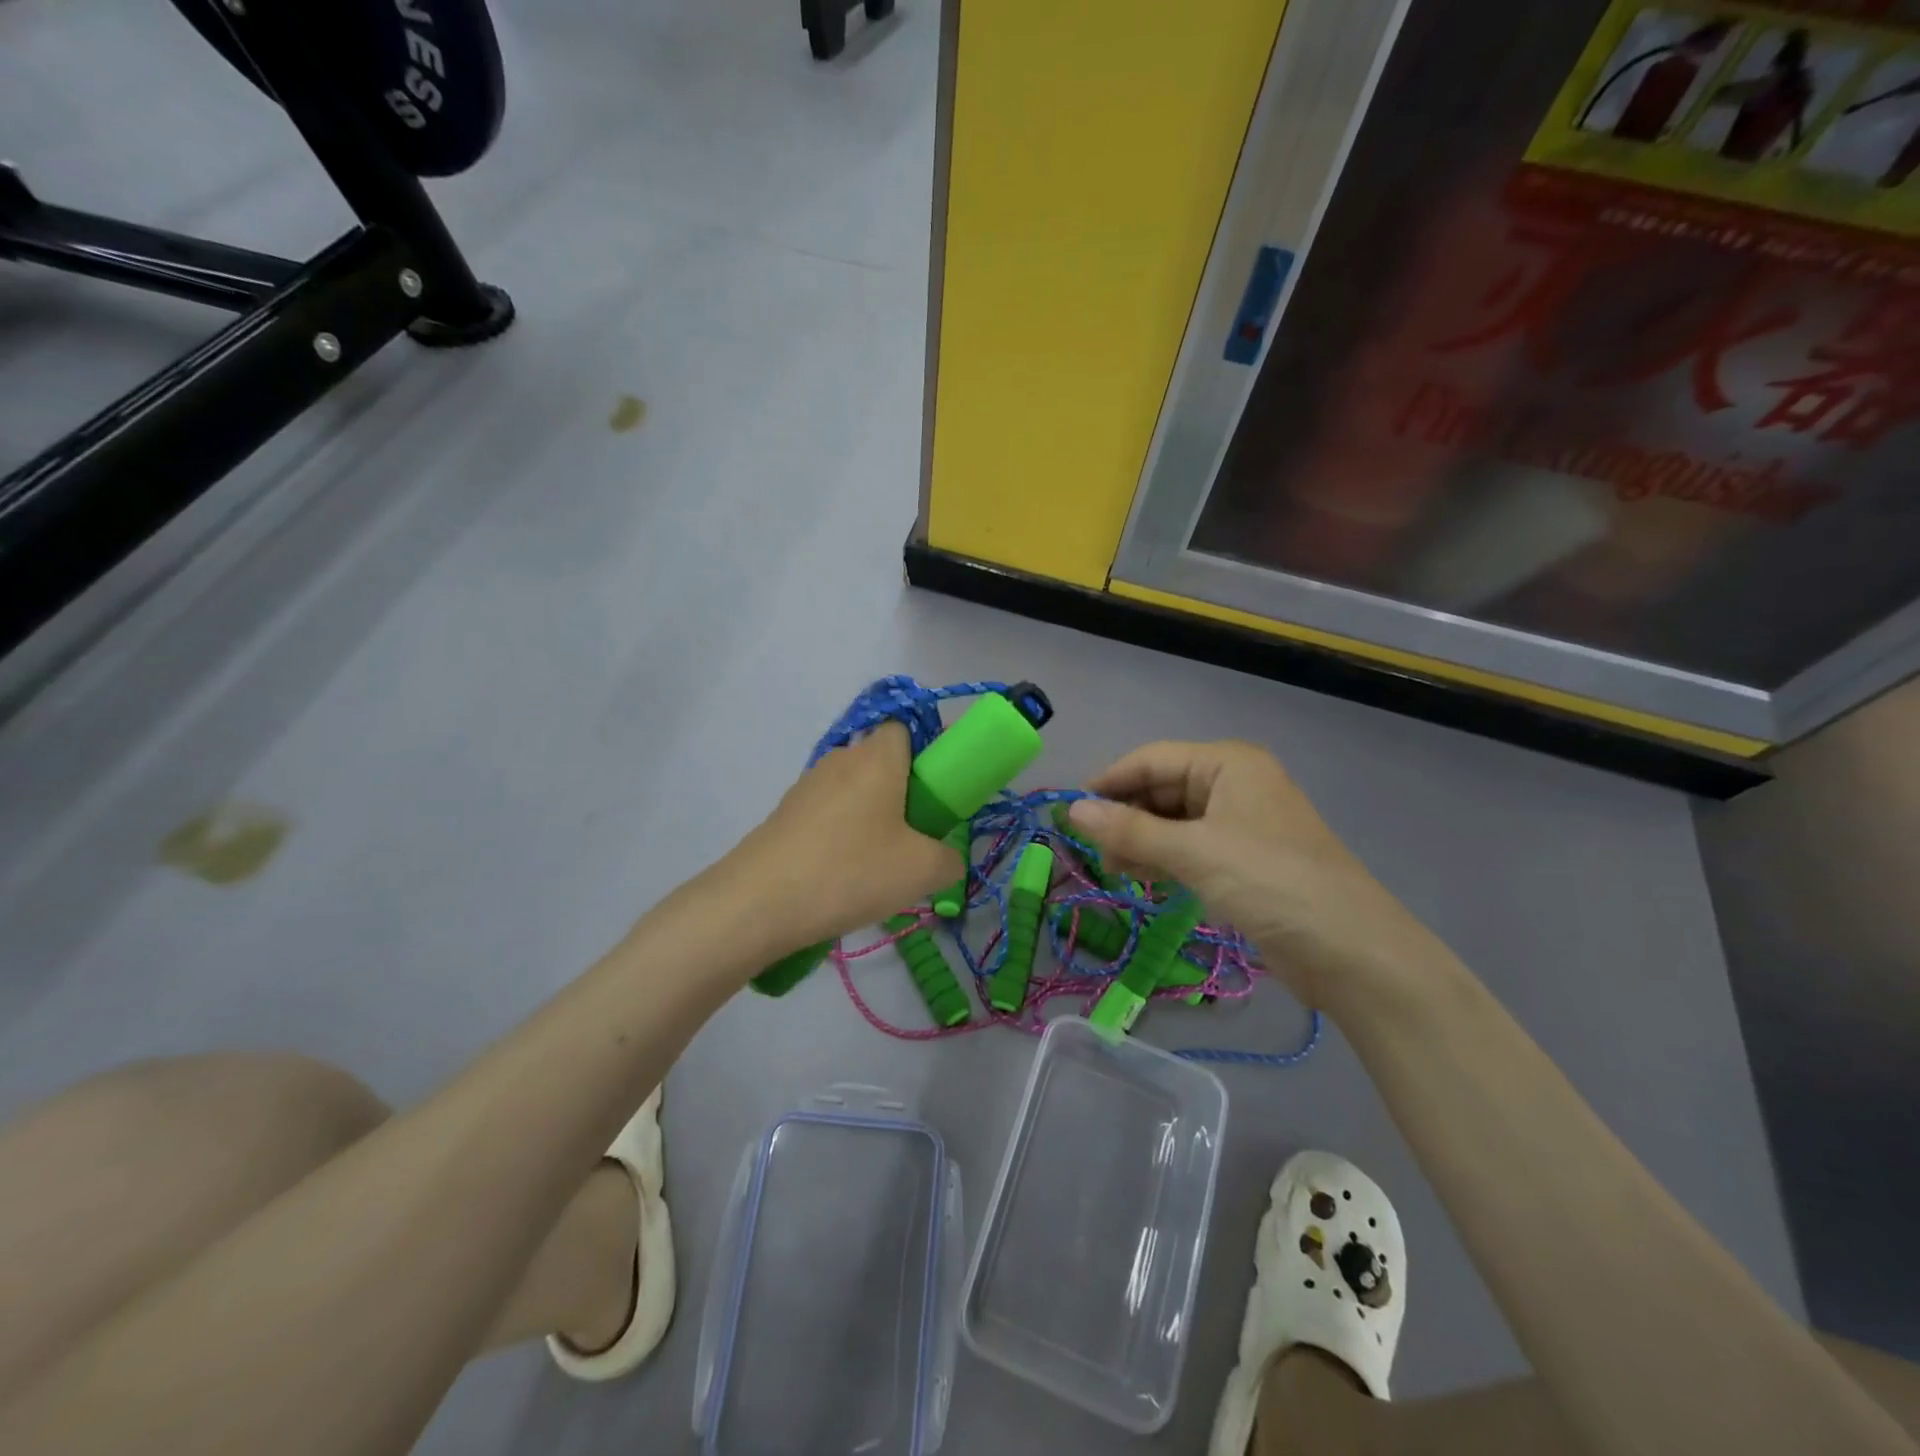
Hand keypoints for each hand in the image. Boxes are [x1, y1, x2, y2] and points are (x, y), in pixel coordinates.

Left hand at [721, 723, 961, 952]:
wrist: (759, 902)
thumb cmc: (851, 871)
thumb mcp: (922, 871)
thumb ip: (949, 860)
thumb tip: (945, 859)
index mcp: (877, 756)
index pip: (906, 727)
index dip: (926, 754)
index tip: (936, 795)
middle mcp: (841, 759)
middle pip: (881, 762)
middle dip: (901, 794)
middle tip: (913, 840)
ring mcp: (807, 786)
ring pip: (854, 792)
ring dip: (870, 820)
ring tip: (876, 868)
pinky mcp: (784, 814)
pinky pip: (827, 815)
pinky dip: (840, 837)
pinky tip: (841, 877)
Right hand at [1067, 740, 1444, 1013]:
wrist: (1351, 952)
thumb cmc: (1271, 883)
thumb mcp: (1194, 852)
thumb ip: (1130, 830)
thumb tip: (1072, 809)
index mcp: (1228, 764)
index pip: (1152, 759)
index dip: (1110, 782)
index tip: (1069, 810)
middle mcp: (1234, 785)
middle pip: (1162, 789)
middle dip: (1126, 815)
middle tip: (1092, 849)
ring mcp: (1241, 825)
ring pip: (1173, 821)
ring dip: (1141, 840)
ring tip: (1113, 867)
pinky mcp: (1244, 862)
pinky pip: (1190, 848)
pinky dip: (1163, 859)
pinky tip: (1141, 877)